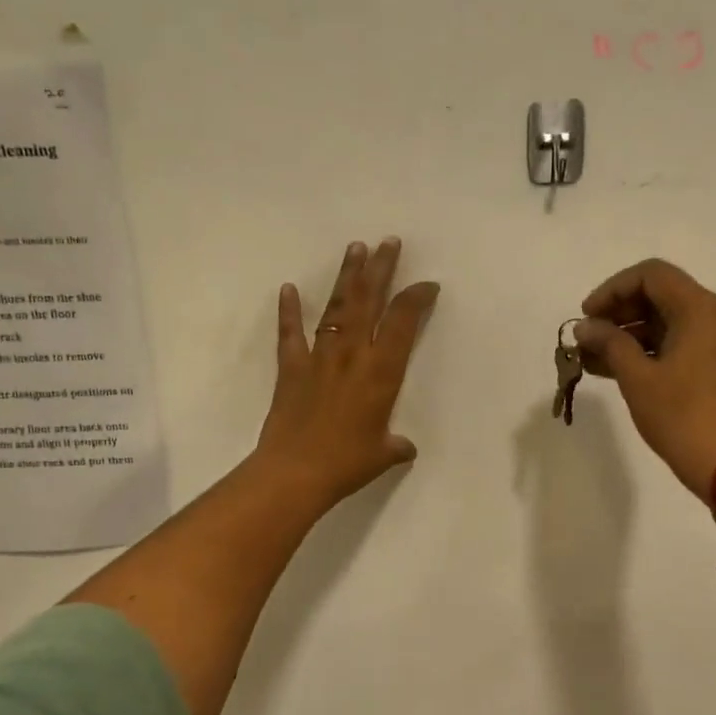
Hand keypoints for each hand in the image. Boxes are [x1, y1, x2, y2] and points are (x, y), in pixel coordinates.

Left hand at [255, 238, 439, 508]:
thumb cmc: (347, 463)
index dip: (416, 298)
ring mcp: (319, 358)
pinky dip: (289, 311)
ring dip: (346, 277)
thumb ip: (395, 446)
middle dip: (380, 269)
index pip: (402, 323)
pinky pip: (291, 334)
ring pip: (336, 308)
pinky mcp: (291, 368)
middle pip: (369, 301)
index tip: (427, 284)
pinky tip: (288, 289)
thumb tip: (404, 447)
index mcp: (381, 372)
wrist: (295, 472)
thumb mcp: (382, 455)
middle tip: (388, 242)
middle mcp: (352, 355)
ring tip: (354, 248)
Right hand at [574, 259, 715, 503]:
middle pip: (659, 295)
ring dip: (627, 334)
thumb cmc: (680, 415)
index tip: (586, 315)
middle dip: (617, 313)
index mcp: (699, 309)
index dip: (612, 289)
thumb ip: (609, 343)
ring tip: (589, 357)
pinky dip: (645, 350)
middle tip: (586, 337)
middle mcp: (714, 316)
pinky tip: (611, 368)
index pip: (651, 275)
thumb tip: (585, 327)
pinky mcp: (715, 365)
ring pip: (665, 322)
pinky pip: (675, 343)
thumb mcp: (637, 377)